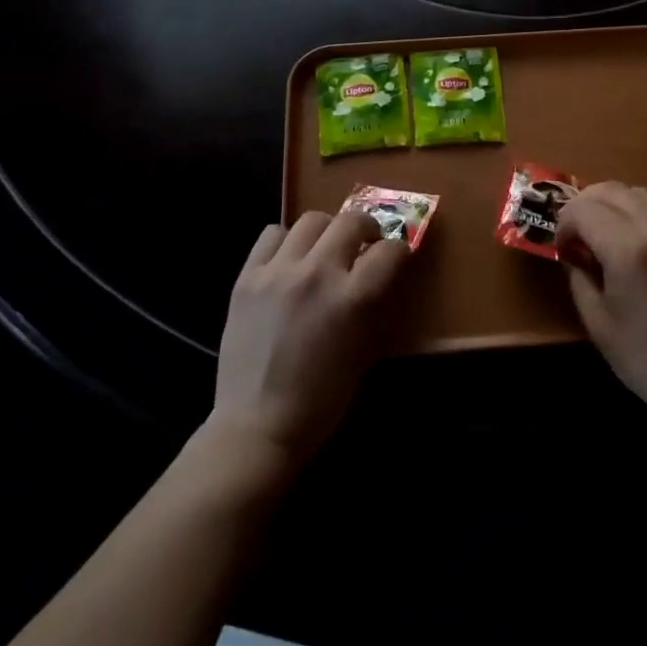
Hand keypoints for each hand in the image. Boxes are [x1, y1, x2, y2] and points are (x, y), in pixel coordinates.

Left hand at [211, 209, 413, 468]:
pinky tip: (288, 260)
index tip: (396, 256)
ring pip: (311, 219)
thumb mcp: (363, 354)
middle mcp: (317, 274)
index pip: (389, 251)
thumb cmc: (320, 402)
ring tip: (324, 248)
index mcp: (351, 299)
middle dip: (366, 228)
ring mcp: (278, 271)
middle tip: (365, 242)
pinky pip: (271, 234)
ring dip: (327, 230)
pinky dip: (285, 241)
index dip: (399, 250)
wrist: (256, 426)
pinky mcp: (247, 276)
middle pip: (351, 220)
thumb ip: (371, 307)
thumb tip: (377, 276)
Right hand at [558, 182, 646, 423]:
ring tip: (602, 232)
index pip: (585, 209)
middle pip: (612, 190)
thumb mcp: (598, 324)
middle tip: (575, 232)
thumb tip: (573, 254)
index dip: (564, 222)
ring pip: (640, 194)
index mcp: (629, 251)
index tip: (561, 246)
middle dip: (585, 204)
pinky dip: (638, 214)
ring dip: (613, 203)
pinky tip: (632, 245)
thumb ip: (579, 278)